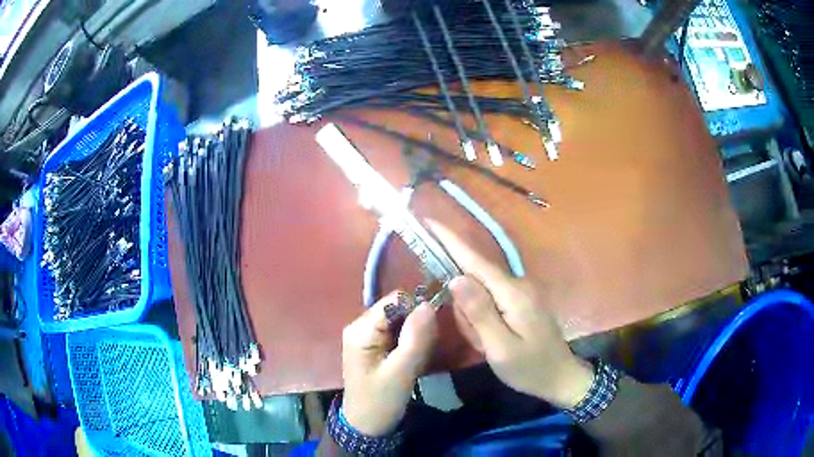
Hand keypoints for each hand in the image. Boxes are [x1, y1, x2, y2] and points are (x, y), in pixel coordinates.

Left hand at [341, 291, 437, 435]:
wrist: (367, 425)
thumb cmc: (381, 401)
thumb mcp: (401, 372)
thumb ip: (415, 338)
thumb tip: (429, 304)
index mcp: (361, 329)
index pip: (395, 301)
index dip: (418, 308)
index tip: (435, 327)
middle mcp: (361, 325)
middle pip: (398, 308)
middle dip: (418, 323)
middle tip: (428, 347)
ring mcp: (368, 335)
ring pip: (401, 320)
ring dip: (416, 334)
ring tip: (421, 356)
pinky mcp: (376, 345)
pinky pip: (399, 332)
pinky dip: (411, 342)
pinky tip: (415, 358)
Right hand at [428, 221, 593, 408]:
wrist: (560, 378)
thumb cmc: (530, 368)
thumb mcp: (500, 347)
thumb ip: (479, 312)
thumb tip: (455, 278)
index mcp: (512, 293)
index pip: (475, 261)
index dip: (450, 241)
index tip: (428, 221)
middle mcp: (517, 285)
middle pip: (474, 280)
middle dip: (465, 309)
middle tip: (478, 340)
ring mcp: (520, 293)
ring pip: (480, 294)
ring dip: (474, 319)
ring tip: (487, 345)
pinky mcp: (519, 302)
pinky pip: (490, 304)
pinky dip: (483, 322)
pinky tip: (492, 341)